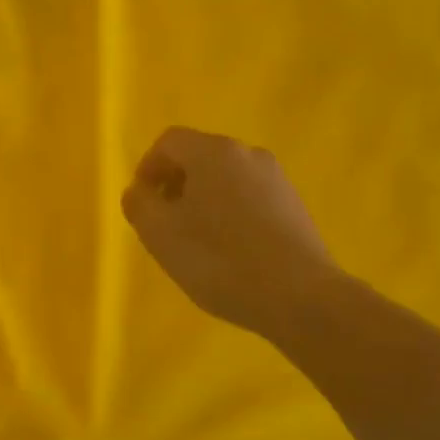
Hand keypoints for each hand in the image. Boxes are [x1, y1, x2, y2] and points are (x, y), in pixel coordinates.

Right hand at [121, 127, 337, 343]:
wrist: (300, 297)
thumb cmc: (220, 260)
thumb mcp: (160, 234)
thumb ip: (139, 204)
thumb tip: (139, 191)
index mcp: (213, 152)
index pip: (168, 142)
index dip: (147, 168)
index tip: (142, 204)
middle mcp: (248, 154)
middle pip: (198, 156)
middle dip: (174, 184)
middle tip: (164, 223)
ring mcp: (276, 179)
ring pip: (225, 178)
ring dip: (202, 200)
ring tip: (195, 241)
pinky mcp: (294, 205)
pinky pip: (248, 197)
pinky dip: (229, 213)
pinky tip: (228, 250)